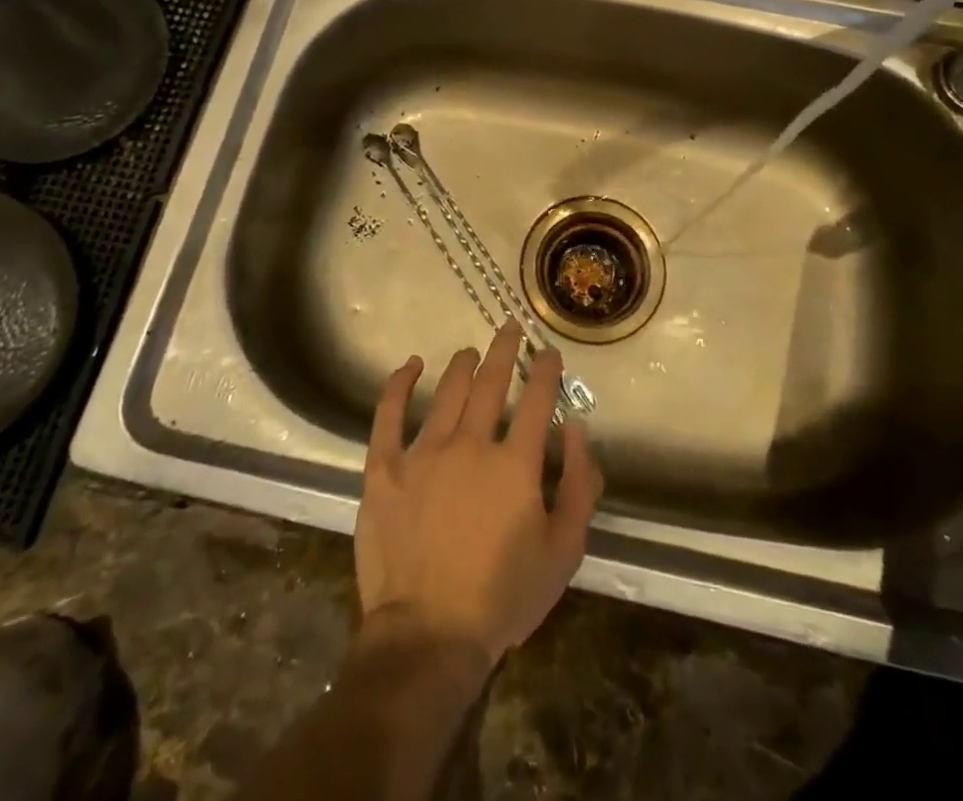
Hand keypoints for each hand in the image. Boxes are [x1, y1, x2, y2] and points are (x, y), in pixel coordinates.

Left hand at [355, 323, 603, 666]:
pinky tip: (410, 365)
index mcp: (514, 463)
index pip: (536, 400)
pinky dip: (399, 385)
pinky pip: (388, 415)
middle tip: (510, 327)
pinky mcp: (384, 469)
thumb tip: (575, 426)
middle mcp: (469, 444)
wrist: (429, 635)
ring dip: (461, 365)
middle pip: (490, 383)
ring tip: (469, 351)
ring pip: (446, 392)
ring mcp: (422, 452)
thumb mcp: (564, 550)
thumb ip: (578, 484)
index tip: (549, 352)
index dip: (546, 371)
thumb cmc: (503, 597)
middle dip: (504, 350)